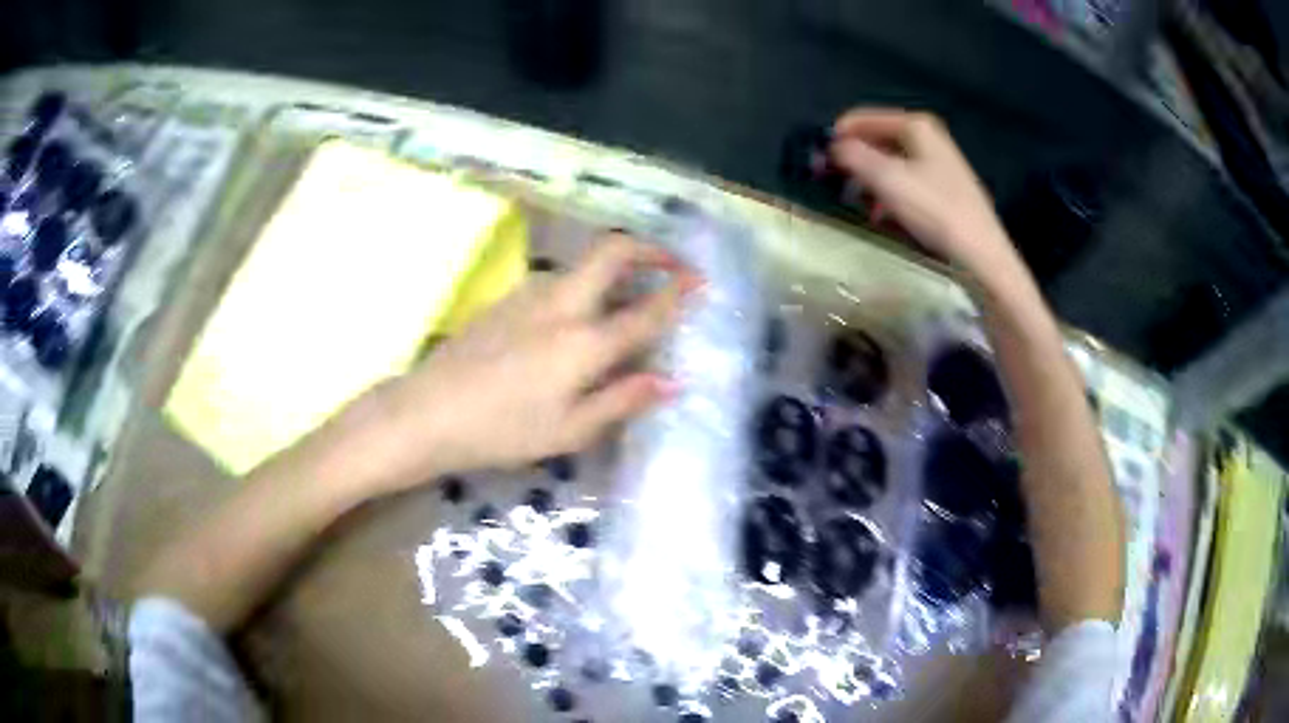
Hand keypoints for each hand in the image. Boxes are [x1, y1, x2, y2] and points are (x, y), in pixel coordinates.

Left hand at [344, 232, 697, 491]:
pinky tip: (581, 317)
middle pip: (612, 252)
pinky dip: (588, 285)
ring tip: (632, 297)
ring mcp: (530, 294)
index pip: (645, 310)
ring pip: (584, 265)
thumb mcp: (569, 430)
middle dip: (650, 249)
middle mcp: (561, 303)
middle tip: (673, 263)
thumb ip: (623, 401)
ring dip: (617, 269)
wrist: (427, 412)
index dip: (678, 294)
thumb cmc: (501, 431)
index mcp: (583, 342)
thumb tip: (672, 382)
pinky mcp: (507, 298)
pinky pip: (561, 280)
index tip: (701, 283)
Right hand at [829, 109, 1022, 286]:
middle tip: (834, 186)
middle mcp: (927, 137)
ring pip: (889, 163)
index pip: (861, 118)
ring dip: (869, 182)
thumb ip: (852, 156)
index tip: (818, 163)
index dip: (837, 137)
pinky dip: (888, 195)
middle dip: (853, 161)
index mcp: (915, 125)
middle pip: (876, 140)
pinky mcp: (943, 189)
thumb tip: (831, 147)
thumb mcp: (886, 179)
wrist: (981, 255)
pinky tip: (883, 217)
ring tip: (858, 206)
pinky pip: (904, 182)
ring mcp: (938, 163)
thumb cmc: (934, 210)